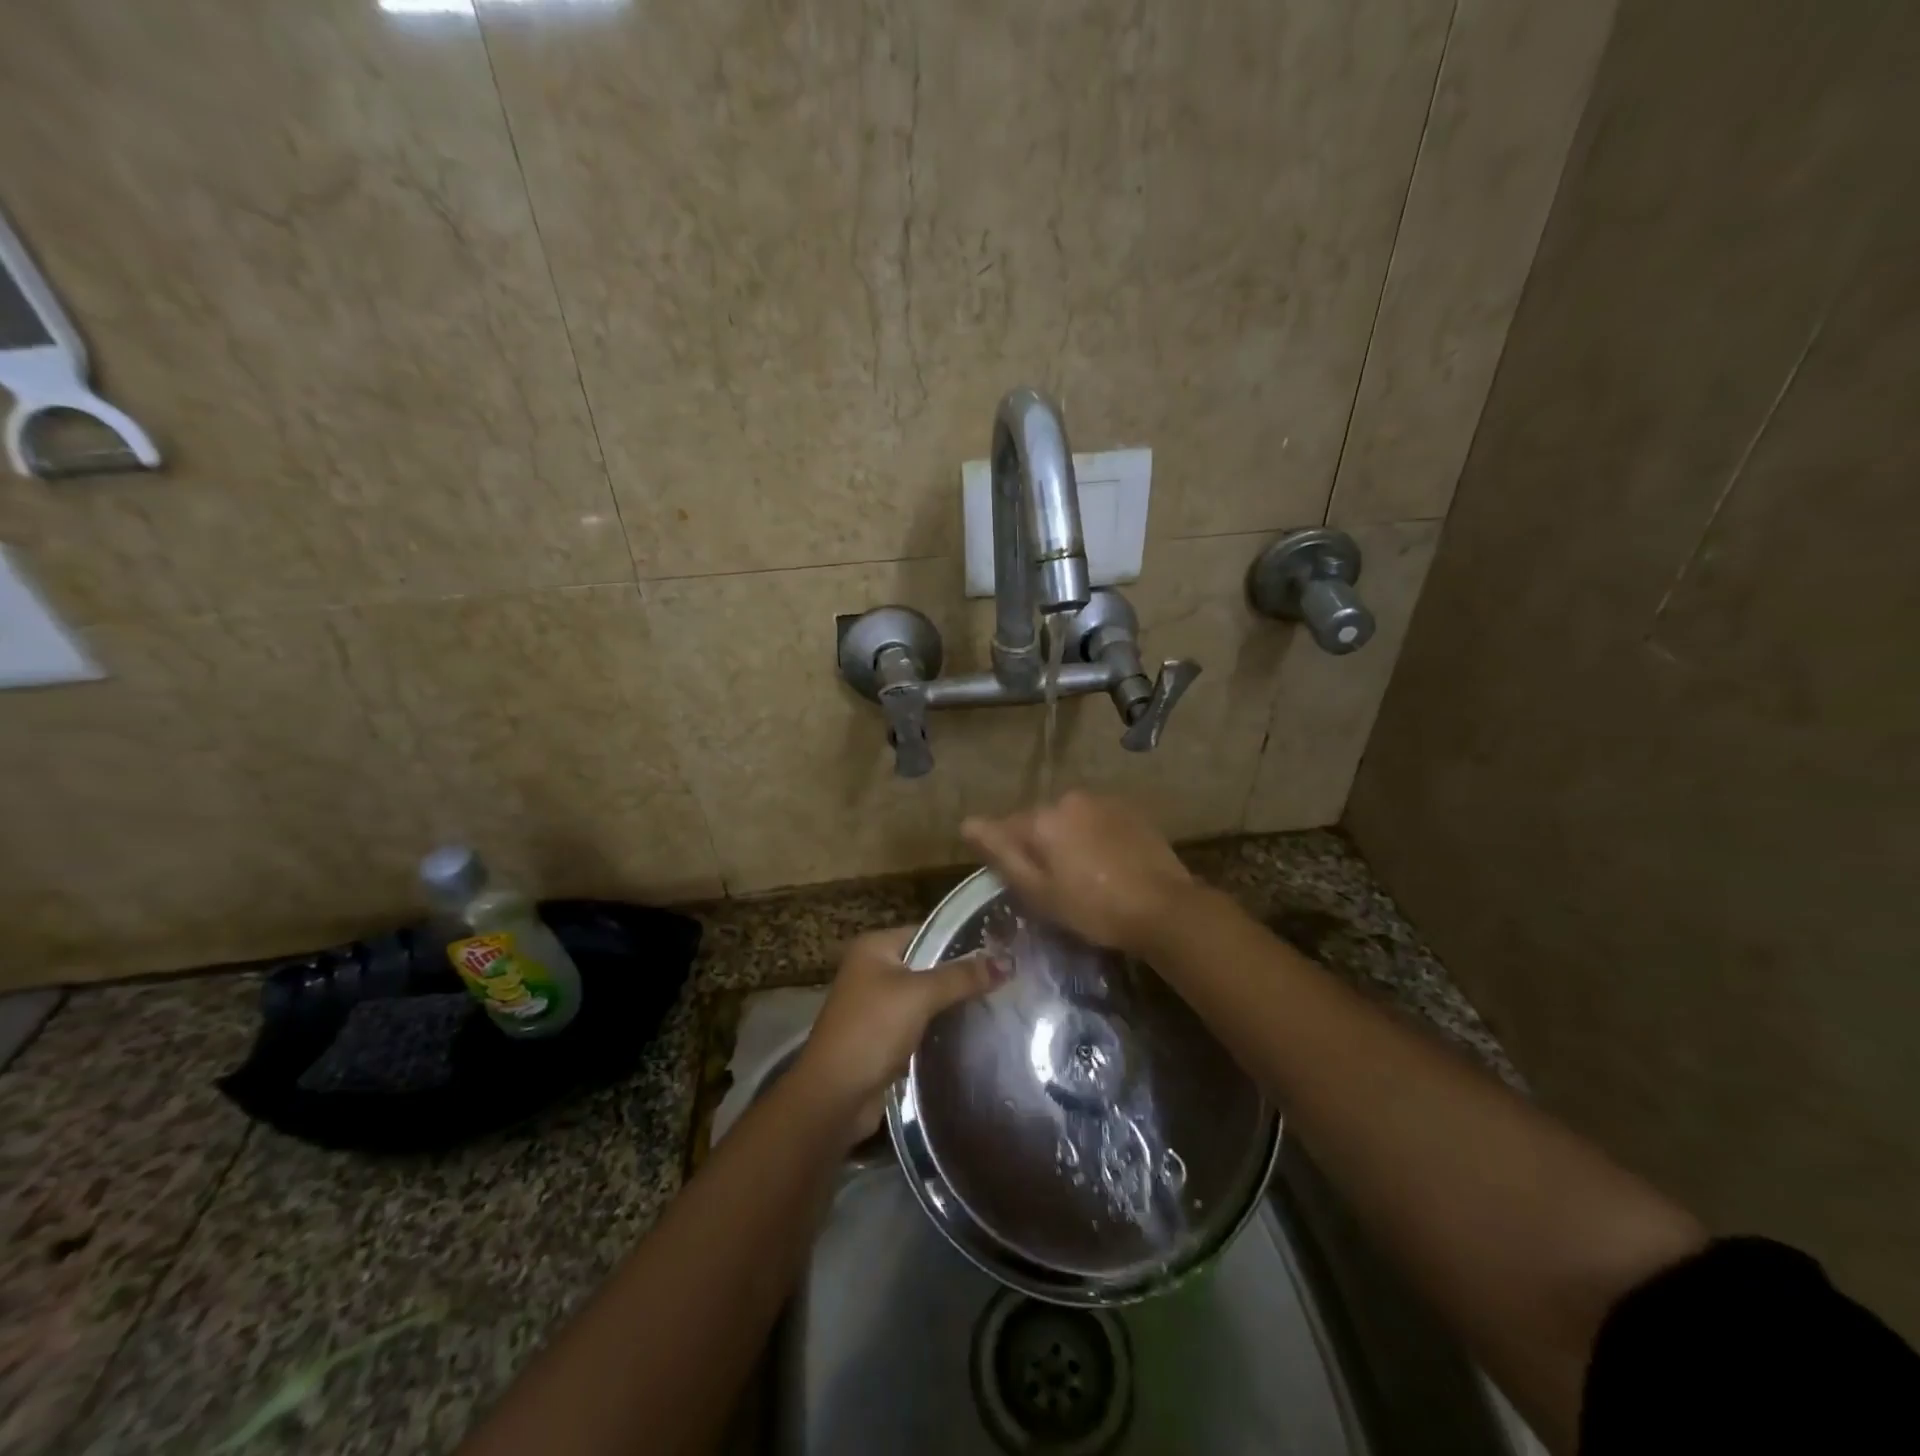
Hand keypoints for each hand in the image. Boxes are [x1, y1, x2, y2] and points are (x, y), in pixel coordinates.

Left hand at [790, 927, 1001, 1141]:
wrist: (834, 1096)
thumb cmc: (872, 1030)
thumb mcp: (919, 995)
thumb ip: (962, 976)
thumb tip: (1007, 961)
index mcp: (875, 947)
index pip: (928, 931)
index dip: (963, 939)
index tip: (1001, 949)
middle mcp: (873, 969)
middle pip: (928, 964)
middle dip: (962, 973)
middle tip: (1006, 978)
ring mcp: (877, 1004)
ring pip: (925, 996)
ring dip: (953, 1002)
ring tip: (999, 1001)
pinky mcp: (883, 1036)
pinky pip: (920, 1022)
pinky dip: (941, 1025)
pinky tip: (974, 1030)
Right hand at [961, 791, 1194, 955]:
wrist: (1164, 908)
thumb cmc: (1093, 908)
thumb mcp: (1038, 892)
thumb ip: (1001, 853)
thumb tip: (966, 823)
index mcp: (1042, 819)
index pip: (1005, 830)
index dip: (1009, 858)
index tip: (1023, 884)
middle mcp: (1069, 799)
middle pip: (1039, 822)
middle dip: (1040, 847)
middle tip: (1056, 886)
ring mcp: (1103, 801)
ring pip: (1070, 819)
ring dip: (1069, 840)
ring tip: (1086, 876)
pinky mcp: (1130, 810)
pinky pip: (1097, 820)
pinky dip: (1095, 837)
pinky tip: (1109, 865)